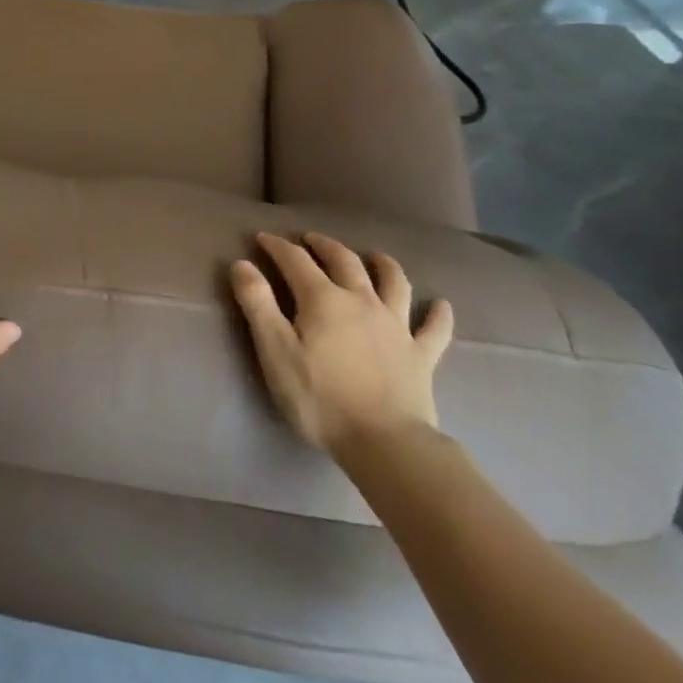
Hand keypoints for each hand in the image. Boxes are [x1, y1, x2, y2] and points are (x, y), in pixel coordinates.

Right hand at [229, 232, 453, 456]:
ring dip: (382, 264)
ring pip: (393, 283)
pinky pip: (435, 329)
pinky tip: (441, 305)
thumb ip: (257, 304)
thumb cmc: (320, 398)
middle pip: (344, 261)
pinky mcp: (421, 355)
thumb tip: (242, 264)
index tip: (262, 238)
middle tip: (310, 240)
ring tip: (374, 256)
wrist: (385, 443)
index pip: (295, 260)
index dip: (277, 246)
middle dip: (324, 246)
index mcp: (323, 299)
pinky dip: (438, 314)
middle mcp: (361, 301)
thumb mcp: (275, 351)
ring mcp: (396, 326)